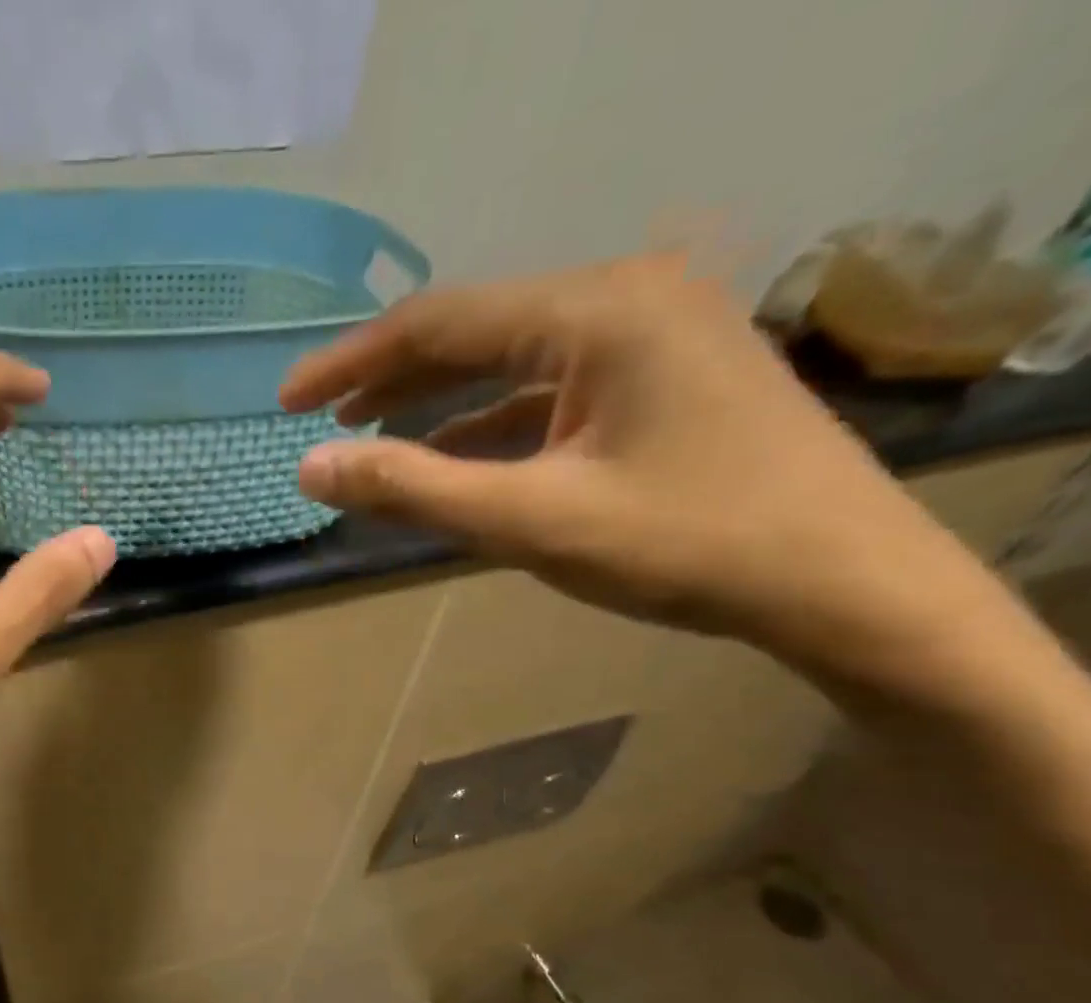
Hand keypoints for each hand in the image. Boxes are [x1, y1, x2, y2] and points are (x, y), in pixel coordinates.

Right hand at [281, 256, 1004, 686]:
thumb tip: (310, 468)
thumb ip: (412, 489)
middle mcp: (624, 297)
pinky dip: (488, 419)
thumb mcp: (530, 520)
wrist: (839, 581)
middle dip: (387, 376)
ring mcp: (650, 333)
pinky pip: (548, 386)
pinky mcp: (661, 374)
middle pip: (472, 329)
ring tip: (365, 429)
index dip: (350, 362)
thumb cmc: (684, 546)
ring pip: (509, 357)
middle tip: (318, 416)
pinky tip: (449, 449)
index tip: (287, 401)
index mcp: (596, 311)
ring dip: (434, 396)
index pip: (438, 322)